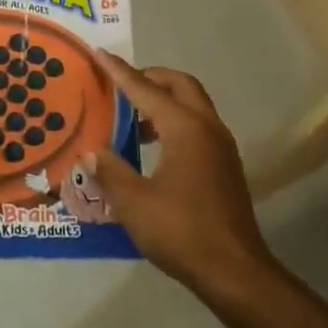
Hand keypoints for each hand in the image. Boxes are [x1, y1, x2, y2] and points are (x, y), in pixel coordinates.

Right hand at [85, 53, 271, 297]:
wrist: (235, 273)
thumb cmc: (181, 231)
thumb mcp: (134, 202)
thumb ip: (110, 171)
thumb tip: (91, 152)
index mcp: (185, 128)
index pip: (146, 90)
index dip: (120, 72)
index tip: (100, 54)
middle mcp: (207, 128)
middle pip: (179, 85)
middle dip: (150, 77)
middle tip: (121, 84)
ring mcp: (221, 147)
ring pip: (192, 105)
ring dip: (164, 101)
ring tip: (132, 118)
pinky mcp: (225, 166)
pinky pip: (197, 126)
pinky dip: (174, 122)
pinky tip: (153, 148)